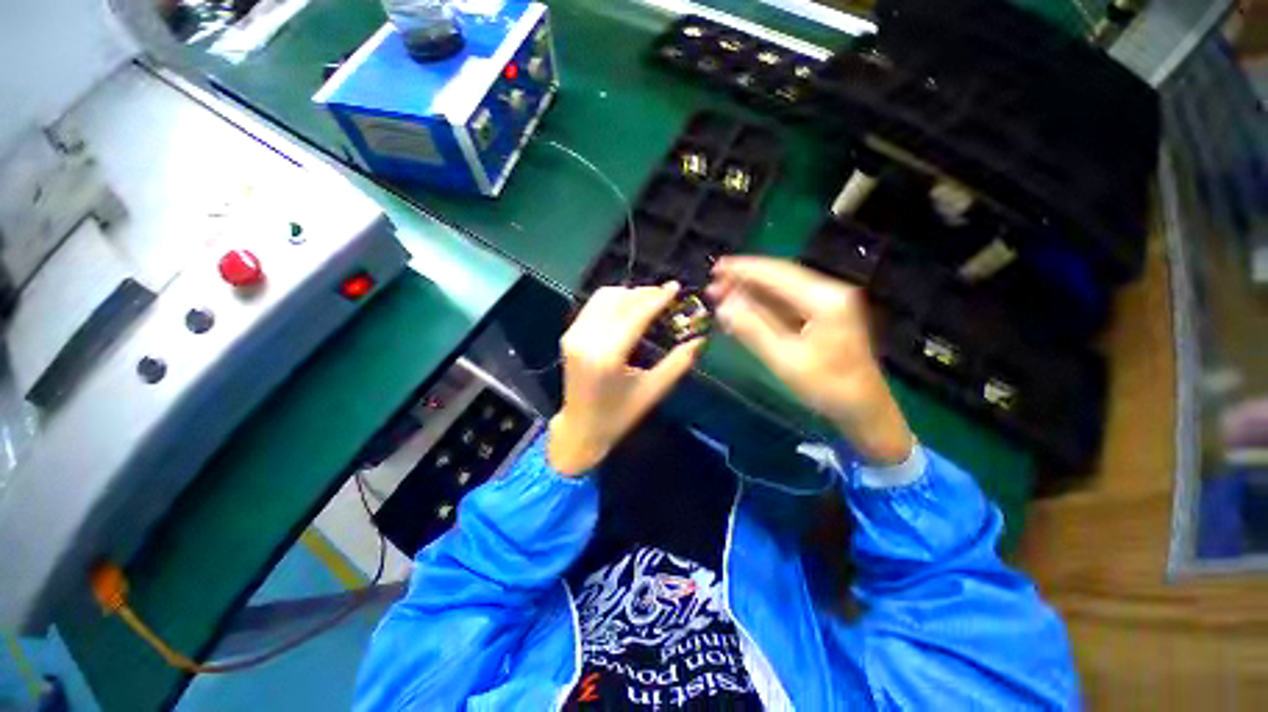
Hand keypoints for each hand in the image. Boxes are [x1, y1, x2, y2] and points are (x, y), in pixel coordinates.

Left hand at [548, 283, 705, 475]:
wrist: (580, 428)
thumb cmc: (619, 415)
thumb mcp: (653, 391)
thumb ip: (678, 363)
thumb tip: (700, 339)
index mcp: (607, 356)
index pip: (635, 315)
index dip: (657, 298)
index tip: (675, 287)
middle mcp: (586, 340)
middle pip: (619, 300)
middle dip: (644, 293)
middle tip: (666, 296)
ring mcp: (574, 335)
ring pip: (604, 297)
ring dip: (628, 294)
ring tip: (649, 301)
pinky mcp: (568, 335)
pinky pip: (594, 306)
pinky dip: (613, 301)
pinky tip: (628, 309)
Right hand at [708, 257, 914, 465]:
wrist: (865, 409)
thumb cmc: (828, 388)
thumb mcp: (785, 360)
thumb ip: (753, 329)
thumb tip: (723, 306)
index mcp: (824, 299)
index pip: (777, 274)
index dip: (744, 269)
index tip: (716, 268)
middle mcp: (828, 292)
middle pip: (779, 277)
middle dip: (745, 279)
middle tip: (714, 285)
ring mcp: (828, 303)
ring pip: (782, 289)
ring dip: (752, 291)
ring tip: (723, 295)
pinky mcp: (824, 315)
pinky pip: (788, 302)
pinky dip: (764, 304)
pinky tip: (744, 308)